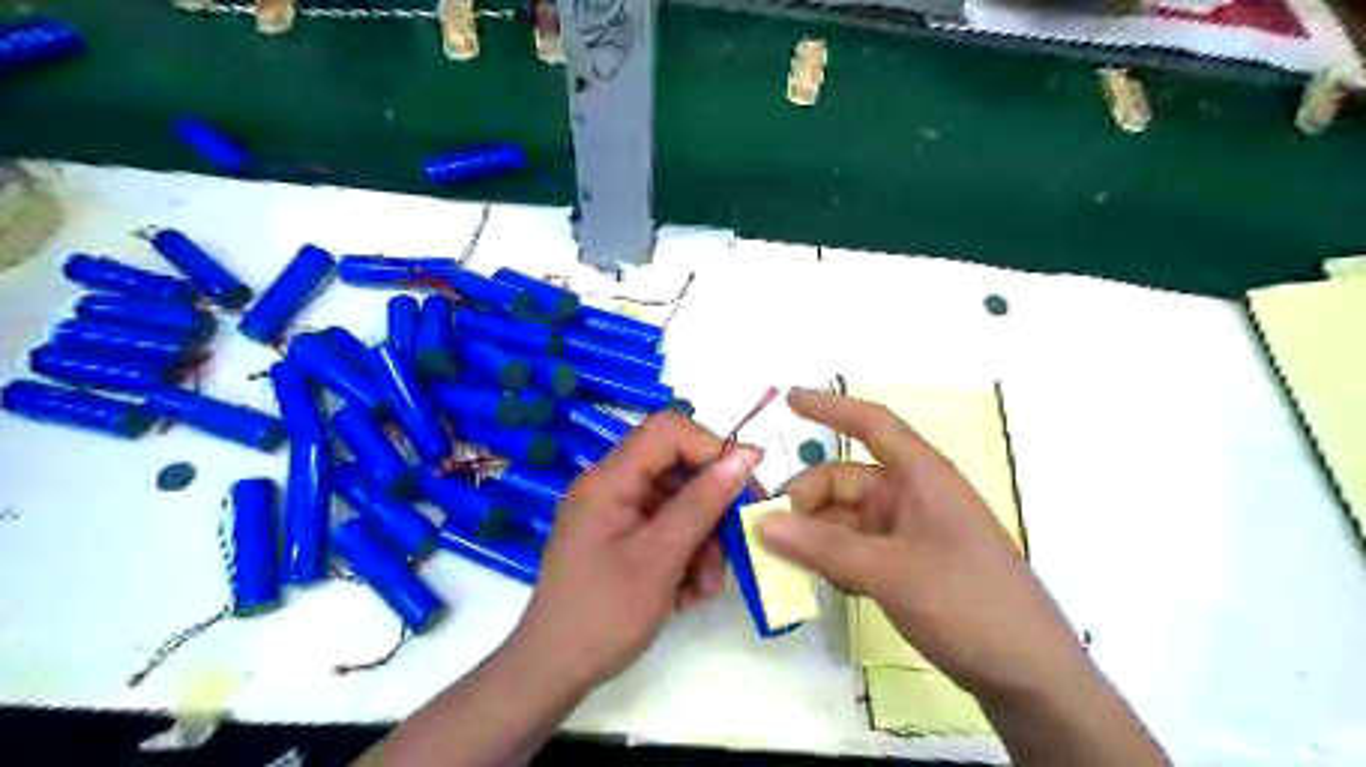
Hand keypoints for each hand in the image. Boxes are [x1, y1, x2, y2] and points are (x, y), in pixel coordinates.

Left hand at [507, 413, 758, 694]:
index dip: (712, 448)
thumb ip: (703, 502)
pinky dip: (685, 555)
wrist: (551, 674)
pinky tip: (688, 593)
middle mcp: (611, 487)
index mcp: (610, 479)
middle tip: (738, 543)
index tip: (747, 483)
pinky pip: (664, 529)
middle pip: (677, 469)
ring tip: (706, 587)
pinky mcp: (620, 539)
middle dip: (712, 507)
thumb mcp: (661, 557)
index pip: (668, 431)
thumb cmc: (604, 615)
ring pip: (677, 504)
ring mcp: (615, 514)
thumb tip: (746, 456)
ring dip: (702, 540)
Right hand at [759, 393, 1088, 697]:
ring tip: (788, 562)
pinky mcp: (911, 564)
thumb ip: (821, 547)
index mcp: (923, 476)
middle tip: (769, 529)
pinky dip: (836, 557)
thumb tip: (761, 524)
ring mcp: (913, 531)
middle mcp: (915, 496)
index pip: (872, 423)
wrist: (1030, 676)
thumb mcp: (889, 572)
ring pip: (849, 517)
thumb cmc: (967, 604)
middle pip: (847, 478)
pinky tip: (823, 581)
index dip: (831, 407)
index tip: (789, 400)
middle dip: (808, 497)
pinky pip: (860, 546)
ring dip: (817, 533)